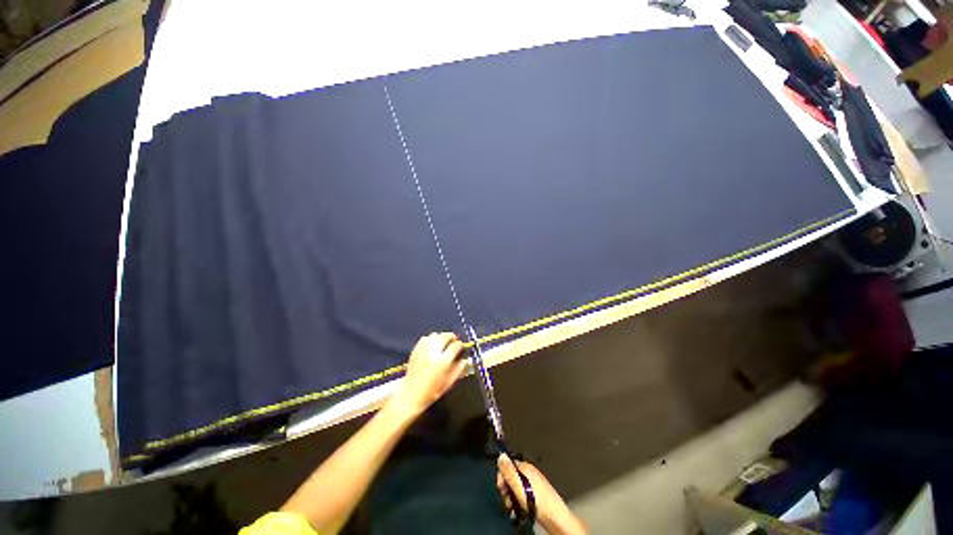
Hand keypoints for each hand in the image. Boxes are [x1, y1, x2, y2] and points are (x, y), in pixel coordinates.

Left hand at [388, 332, 466, 418]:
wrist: (410, 395)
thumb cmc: (431, 392)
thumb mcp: (448, 383)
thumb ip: (458, 370)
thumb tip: (465, 360)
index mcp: (443, 361)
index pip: (455, 346)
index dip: (460, 345)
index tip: (461, 347)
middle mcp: (434, 352)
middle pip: (445, 336)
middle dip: (452, 337)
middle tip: (454, 341)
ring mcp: (423, 350)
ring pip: (435, 335)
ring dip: (441, 337)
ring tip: (444, 342)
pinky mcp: (416, 350)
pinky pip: (425, 338)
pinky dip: (431, 339)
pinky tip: (433, 344)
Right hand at [497, 454, 586, 534]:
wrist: (555, 518)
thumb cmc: (537, 501)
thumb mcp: (519, 486)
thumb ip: (509, 472)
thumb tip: (501, 454)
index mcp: (526, 467)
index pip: (509, 465)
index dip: (502, 475)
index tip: (500, 488)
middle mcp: (530, 472)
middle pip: (512, 476)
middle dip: (506, 487)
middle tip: (506, 500)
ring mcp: (534, 483)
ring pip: (516, 486)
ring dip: (511, 496)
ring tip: (512, 507)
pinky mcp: (537, 494)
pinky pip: (523, 493)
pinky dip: (518, 500)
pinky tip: (519, 509)